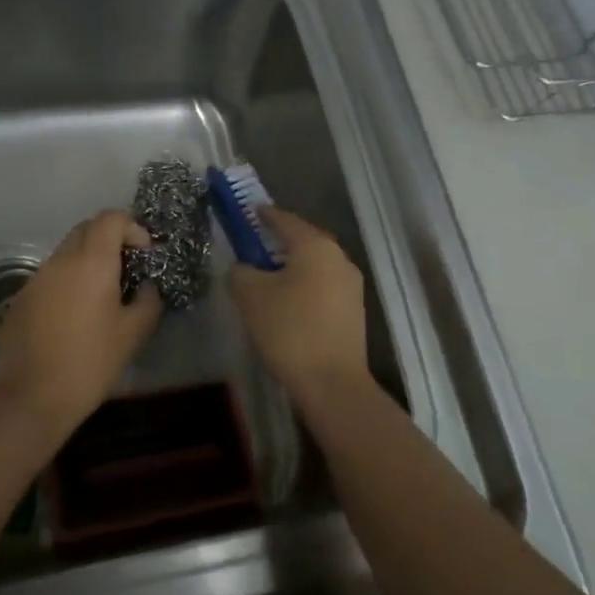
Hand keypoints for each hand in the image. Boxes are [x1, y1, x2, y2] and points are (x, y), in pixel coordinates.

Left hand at [0, 209, 162, 435]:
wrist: (31, 397)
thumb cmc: (90, 363)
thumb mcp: (133, 334)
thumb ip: (148, 301)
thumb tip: (147, 286)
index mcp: (91, 262)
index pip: (111, 218)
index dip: (132, 227)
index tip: (144, 253)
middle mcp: (61, 260)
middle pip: (86, 229)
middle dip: (110, 239)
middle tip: (126, 268)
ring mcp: (36, 278)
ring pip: (66, 252)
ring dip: (87, 261)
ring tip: (102, 295)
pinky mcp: (21, 298)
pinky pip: (50, 276)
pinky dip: (68, 281)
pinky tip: (74, 315)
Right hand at [229, 207, 368, 405]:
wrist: (333, 383)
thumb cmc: (290, 330)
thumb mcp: (250, 297)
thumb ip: (240, 271)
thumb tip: (243, 267)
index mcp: (315, 246)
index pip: (284, 219)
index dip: (263, 214)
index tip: (247, 212)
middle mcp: (338, 257)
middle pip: (302, 240)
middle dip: (277, 240)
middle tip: (253, 245)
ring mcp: (350, 283)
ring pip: (314, 263)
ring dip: (291, 265)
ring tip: (266, 276)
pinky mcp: (354, 308)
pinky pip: (322, 284)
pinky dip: (304, 284)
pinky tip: (287, 300)